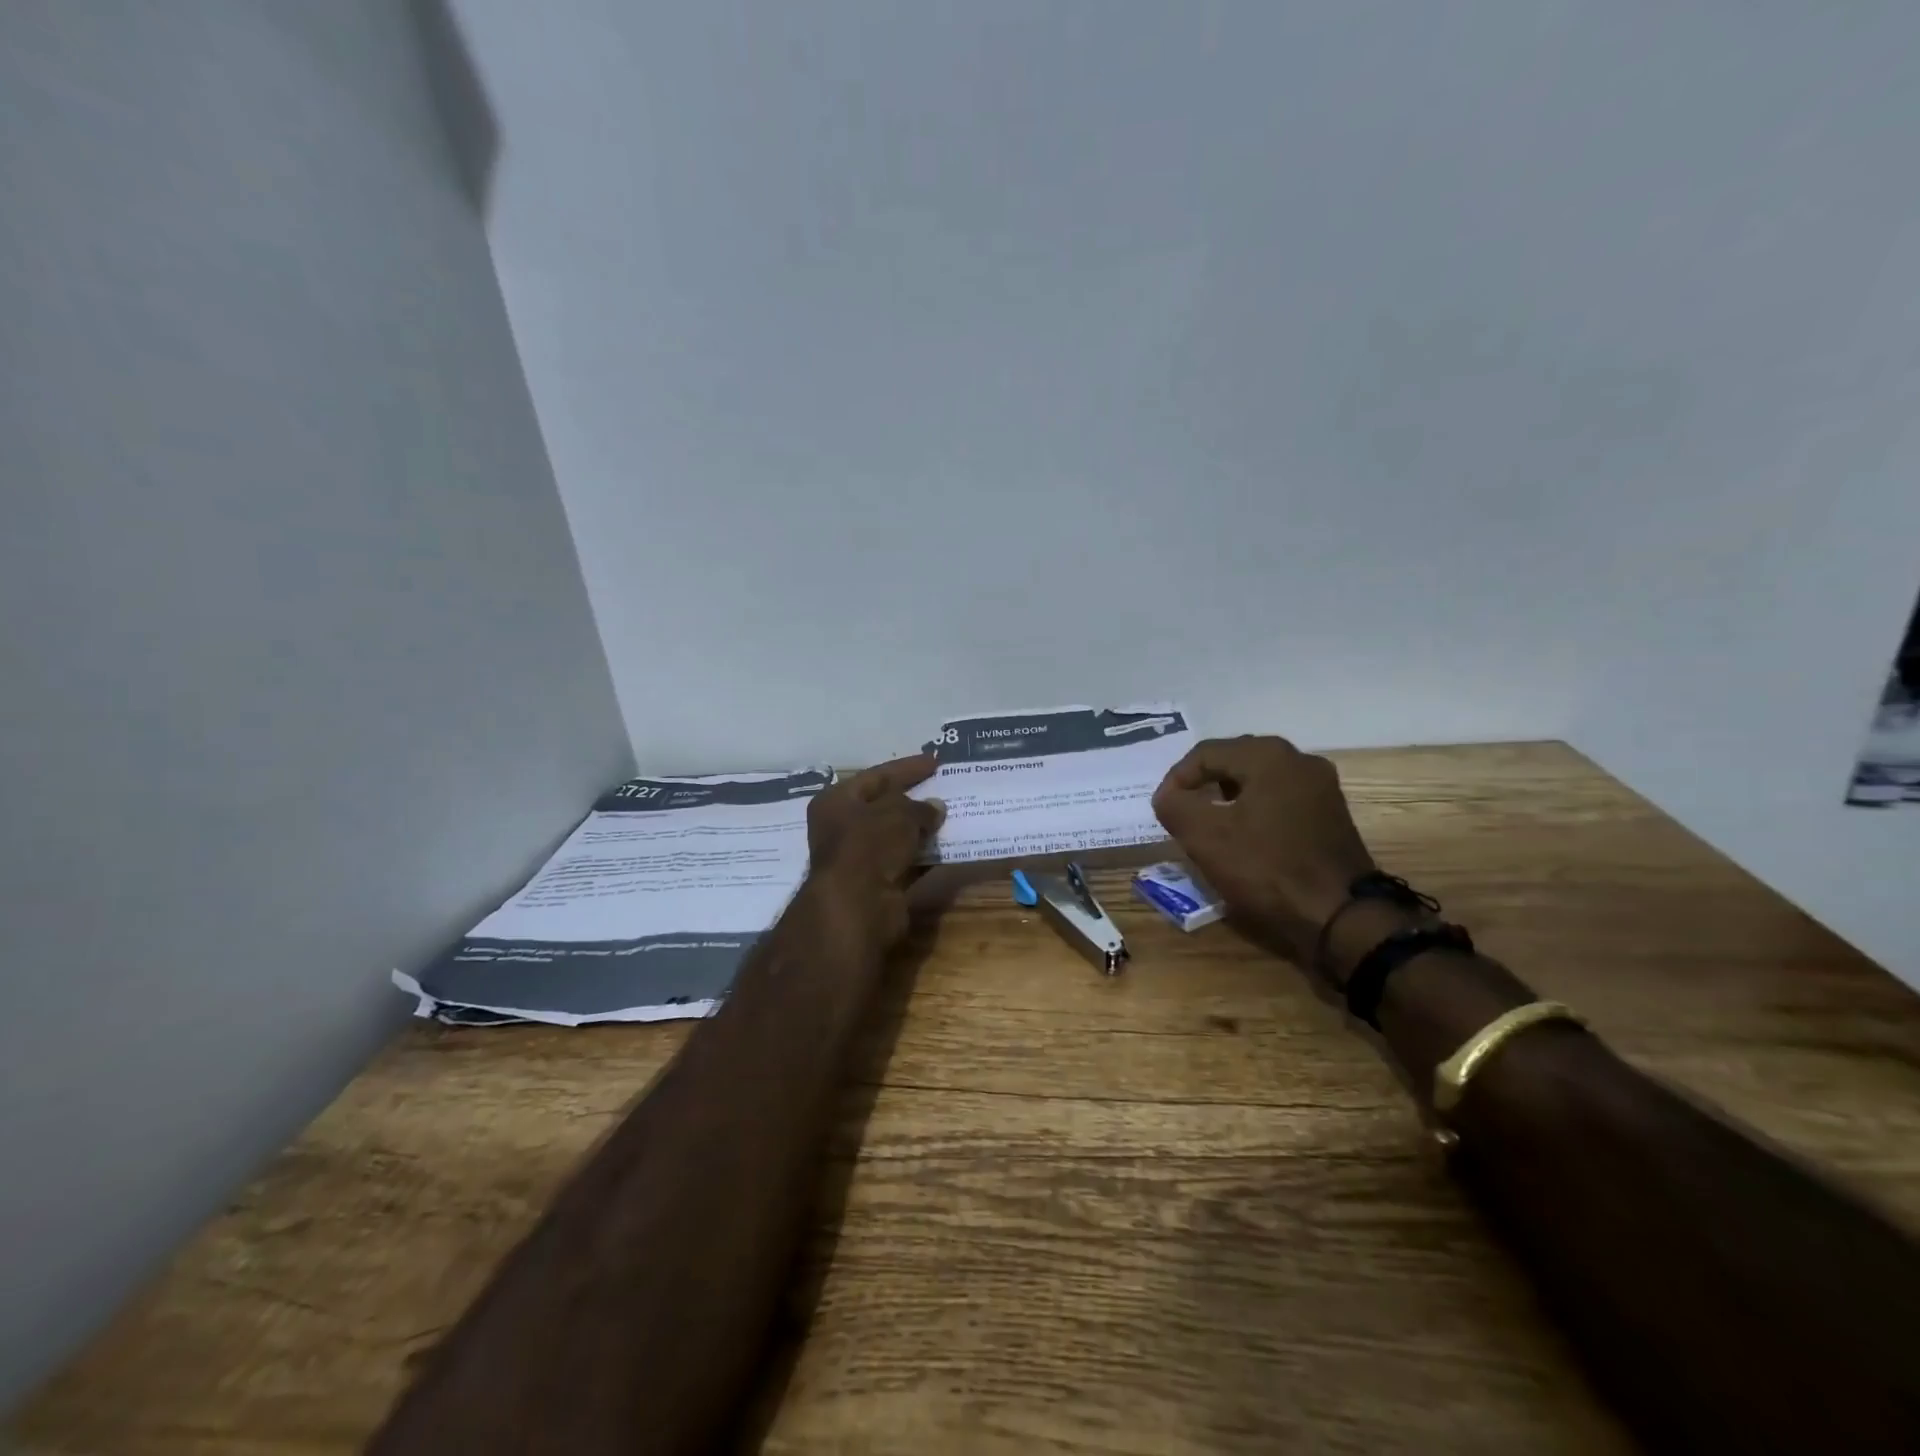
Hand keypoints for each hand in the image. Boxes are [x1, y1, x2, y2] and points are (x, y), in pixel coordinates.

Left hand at [806, 753, 944, 946]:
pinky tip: (948, 847)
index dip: (906, 768)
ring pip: (896, 837)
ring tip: (952, 816)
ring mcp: (860, 859)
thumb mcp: (898, 814)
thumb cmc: (869, 845)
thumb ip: (919, 807)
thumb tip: (936, 807)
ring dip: (921, 829)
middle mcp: (842, 828)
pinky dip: (924, 856)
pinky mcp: (878, 884)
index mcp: (836, 802)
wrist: (857, 906)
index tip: (935, 762)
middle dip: (914, 799)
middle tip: (944, 788)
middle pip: (884, 807)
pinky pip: (906, 863)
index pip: (876, 776)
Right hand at [1151, 735, 1374, 961]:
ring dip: (1228, 798)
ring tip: (1209, 827)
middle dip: (1203, 785)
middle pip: (1234, 762)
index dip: (1176, 779)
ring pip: (1258, 781)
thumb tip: (1169, 796)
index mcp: (1268, 755)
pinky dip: (1255, 812)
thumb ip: (1174, 805)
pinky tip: (1245, 839)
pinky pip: (1280, 800)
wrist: (1340, 916)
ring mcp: (1322, 788)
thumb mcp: (1204, 836)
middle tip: (1183, 813)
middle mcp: (1300, 760)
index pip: (1205, 753)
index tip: (1163, 810)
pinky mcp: (1332, 816)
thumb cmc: (1266, 868)